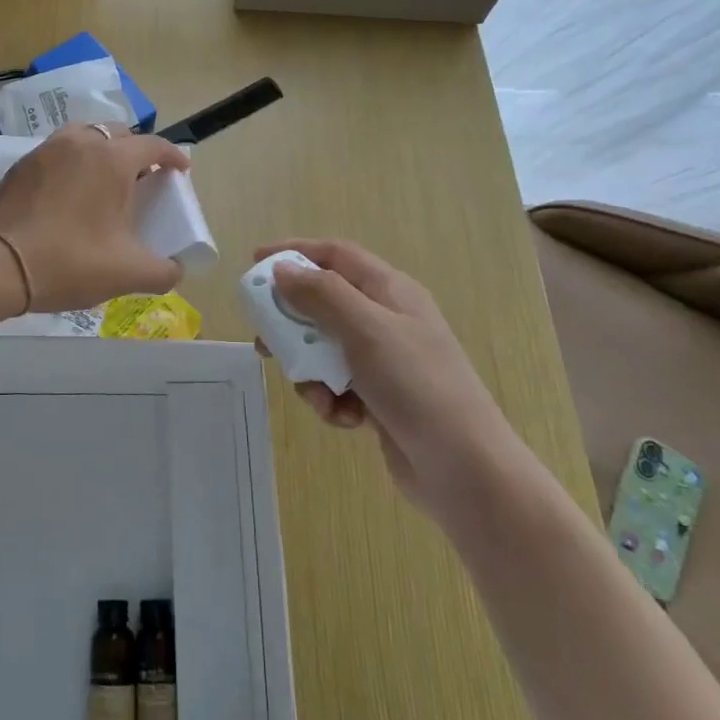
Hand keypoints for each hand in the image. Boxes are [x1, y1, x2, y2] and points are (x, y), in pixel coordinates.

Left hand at [0, 124, 188, 312]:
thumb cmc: (70, 262)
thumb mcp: (127, 273)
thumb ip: (163, 271)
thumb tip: (175, 269)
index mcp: (112, 159)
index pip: (154, 145)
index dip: (173, 157)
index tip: (181, 171)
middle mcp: (81, 142)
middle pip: (119, 135)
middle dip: (137, 152)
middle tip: (143, 180)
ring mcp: (47, 149)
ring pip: (86, 136)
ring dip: (102, 152)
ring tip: (105, 181)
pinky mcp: (22, 164)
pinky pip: (59, 152)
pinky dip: (74, 163)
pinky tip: (70, 194)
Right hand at [255, 239, 508, 501]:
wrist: (463, 467)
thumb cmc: (415, 384)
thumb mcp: (365, 329)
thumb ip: (320, 294)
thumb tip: (282, 270)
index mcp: (390, 291)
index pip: (335, 255)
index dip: (295, 252)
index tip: (255, 262)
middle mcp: (387, 319)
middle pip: (324, 304)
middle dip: (293, 323)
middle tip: (265, 340)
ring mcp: (385, 361)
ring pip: (326, 350)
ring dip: (311, 371)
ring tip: (317, 394)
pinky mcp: (380, 398)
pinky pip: (339, 386)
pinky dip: (332, 400)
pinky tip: (345, 419)